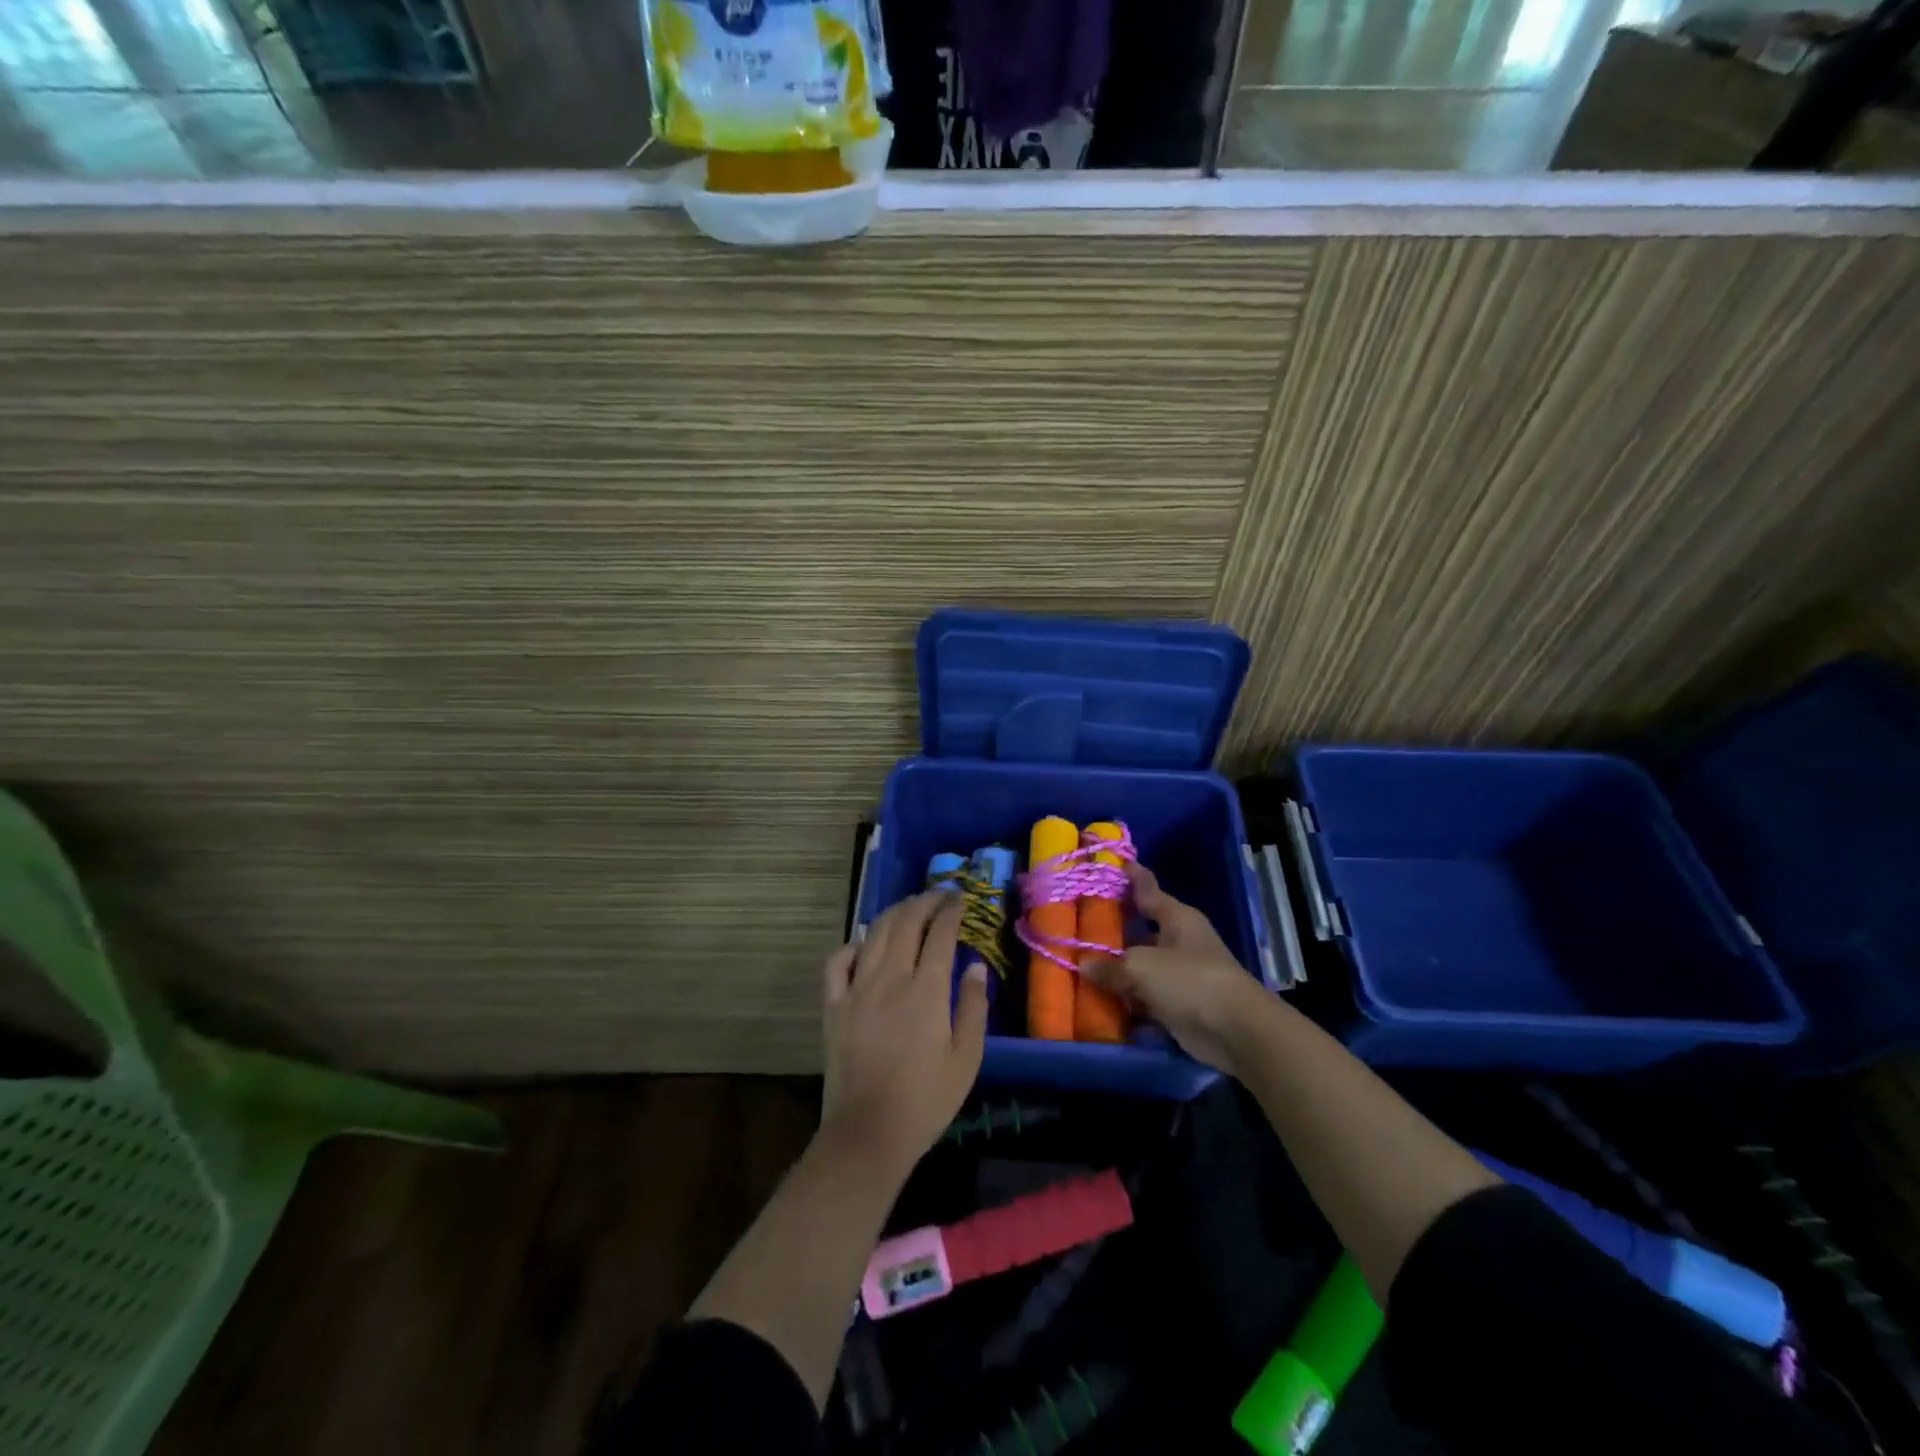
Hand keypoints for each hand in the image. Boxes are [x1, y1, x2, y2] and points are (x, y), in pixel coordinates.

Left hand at [818, 890, 988, 1179]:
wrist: (868, 1133)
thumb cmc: (926, 1100)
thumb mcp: (966, 1058)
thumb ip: (973, 1006)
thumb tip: (974, 965)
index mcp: (926, 990)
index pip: (940, 934)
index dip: (951, 911)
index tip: (960, 899)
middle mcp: (890, 978)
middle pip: (905, 923)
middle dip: (924, 901)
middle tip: (938, 895)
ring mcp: (856, 989)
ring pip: (874, 934)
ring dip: (894, 914)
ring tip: (909, 908)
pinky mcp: (834, 1006)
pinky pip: (837, 962)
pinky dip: (852, 945)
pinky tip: (864, 945)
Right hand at [1083, 861, 1272, 1077]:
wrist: (1236, 1031)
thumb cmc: (1190, 981)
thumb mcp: (1142, 967)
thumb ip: (1110, 966)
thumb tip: (1086, 966)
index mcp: (1177, 918)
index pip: (1148, 889)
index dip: (1130, 876)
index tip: (1110, 864)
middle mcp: (1179, 942)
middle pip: (1139, 931)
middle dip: (1112, 931)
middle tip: (1077, 925)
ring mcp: (1179, 975)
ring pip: (1139, 967)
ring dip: (1116, 972)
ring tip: (1079, 967)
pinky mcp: (1178, 1005)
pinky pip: (1144, 997)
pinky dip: (1126, 1001)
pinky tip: (1098, 1001)